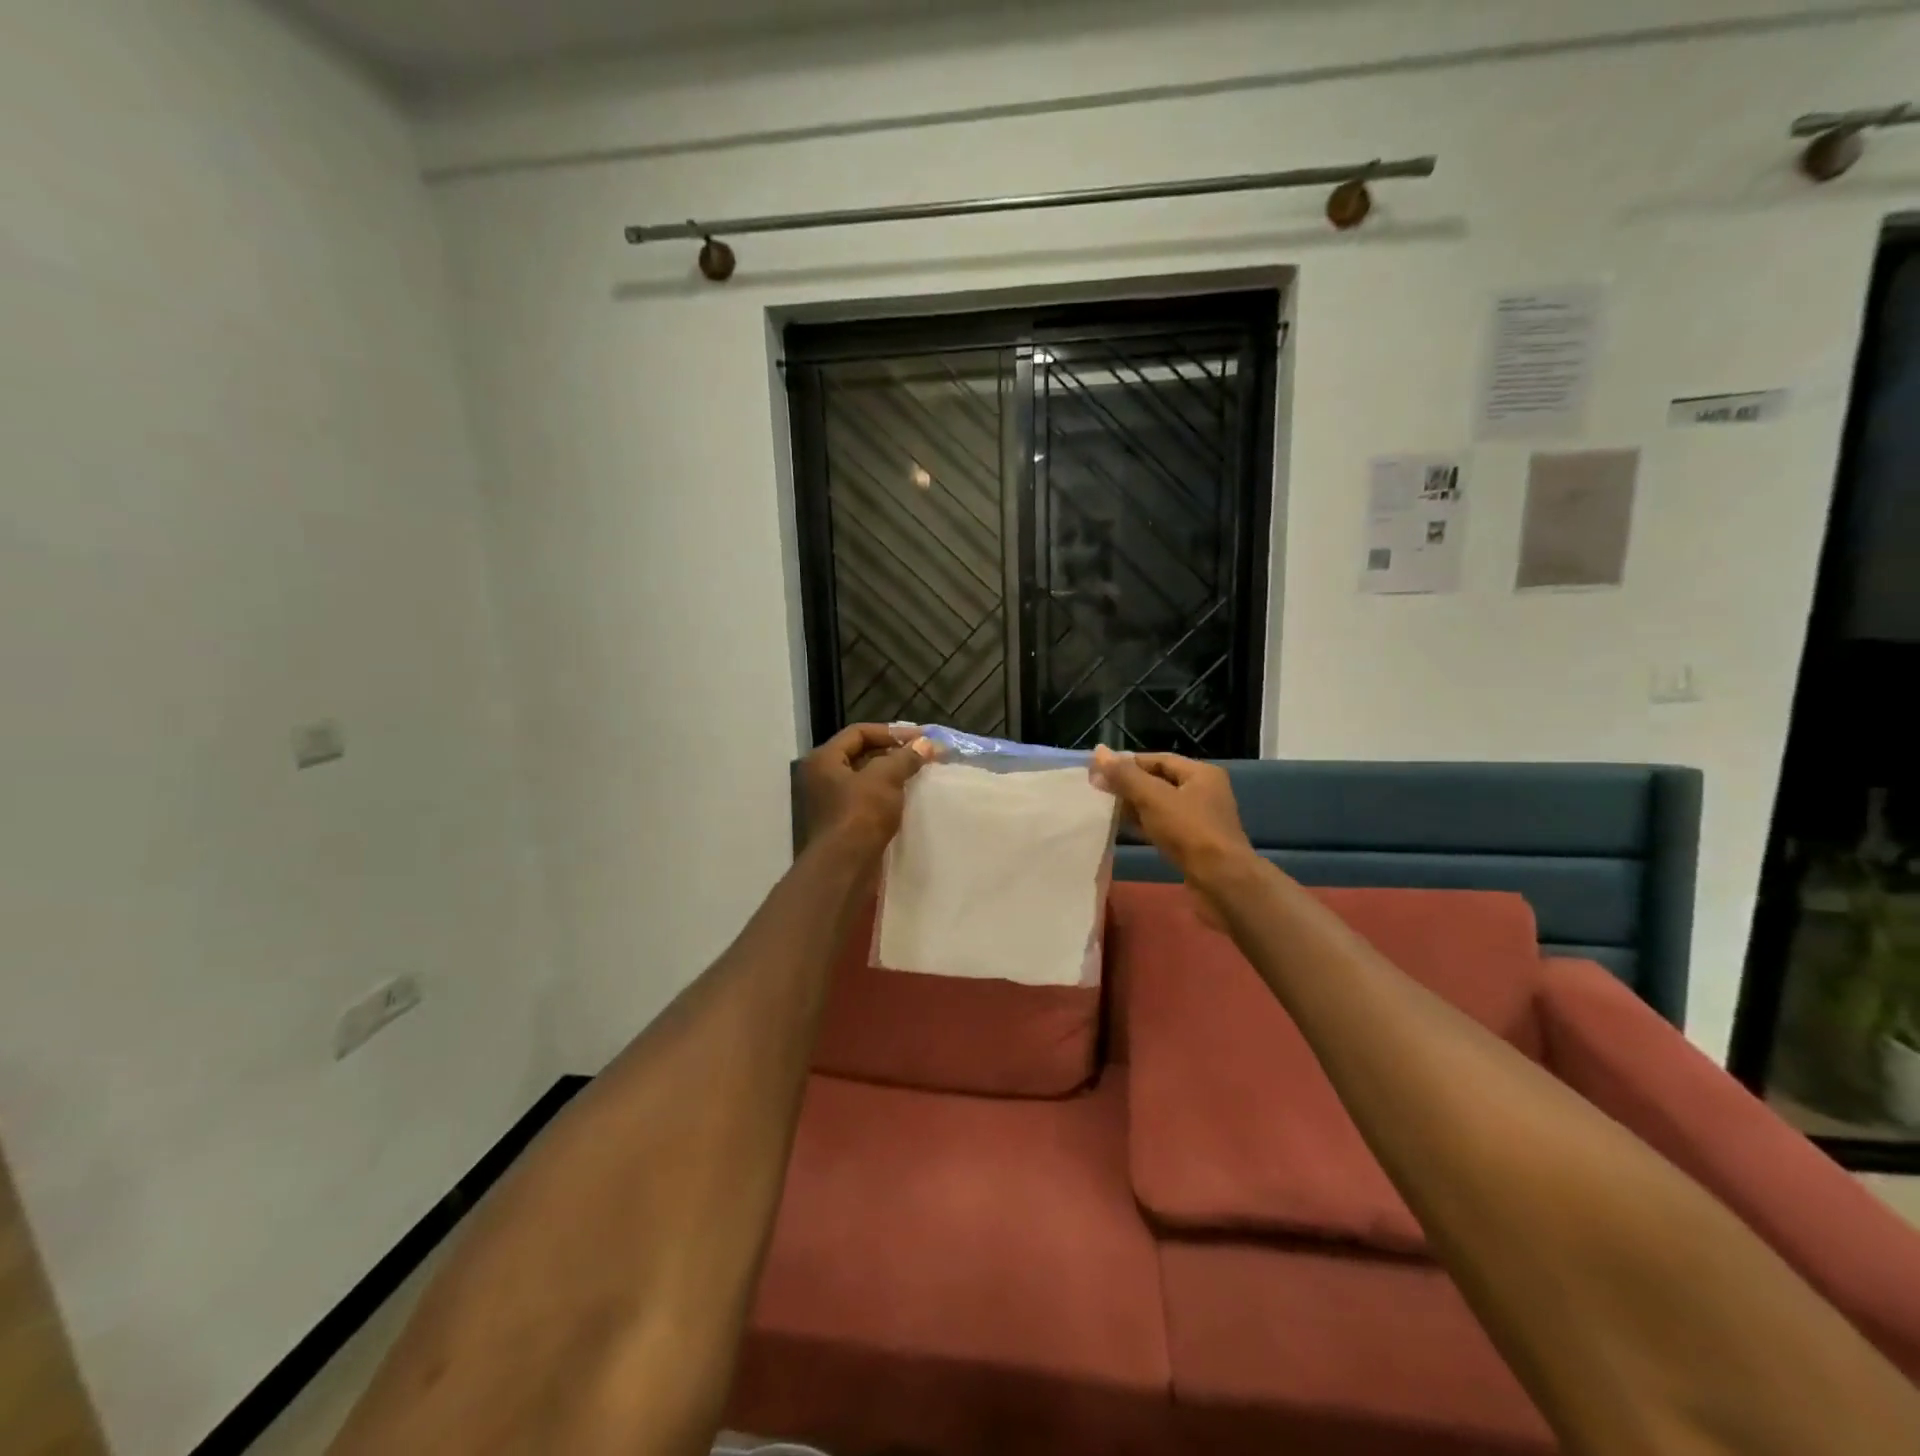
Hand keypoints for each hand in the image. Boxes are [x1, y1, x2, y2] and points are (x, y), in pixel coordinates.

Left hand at [800, 724, 931, 856]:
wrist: (845, 868)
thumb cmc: (860, 815)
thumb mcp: (885, 778)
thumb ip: (905, 757)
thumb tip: (926, 744)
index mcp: (824, 760)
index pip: (859, 733)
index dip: (891, 732)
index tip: (921, 739)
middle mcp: (822, 778)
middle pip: (861, 755)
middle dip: (893, 754)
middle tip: (923, 756)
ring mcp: (830, 803)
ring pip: (865, 780)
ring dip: (892, 776)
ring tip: (920, 776)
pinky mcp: (842, 824)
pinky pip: (867, 801)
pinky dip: (887, 797)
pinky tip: (908, 800)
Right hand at [1092, 748, 1254, 920]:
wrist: (1220, 881)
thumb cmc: (1189, 831)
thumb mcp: (1153, 798)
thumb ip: (1125, 775)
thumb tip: (1099, 751)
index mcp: (1201, 773)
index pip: (1158, 759)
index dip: (1128, 762)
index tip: (1100, 770)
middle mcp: (1204, 791)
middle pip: (1160, 781)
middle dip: (1129, 784)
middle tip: (1099, 790)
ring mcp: (1201, 818)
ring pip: (1161, 805)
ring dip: (1135, 805)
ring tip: (1106, 808)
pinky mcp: (1195, 842)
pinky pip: (1165, 825)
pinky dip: (1145, 824)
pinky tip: (1125, 828)